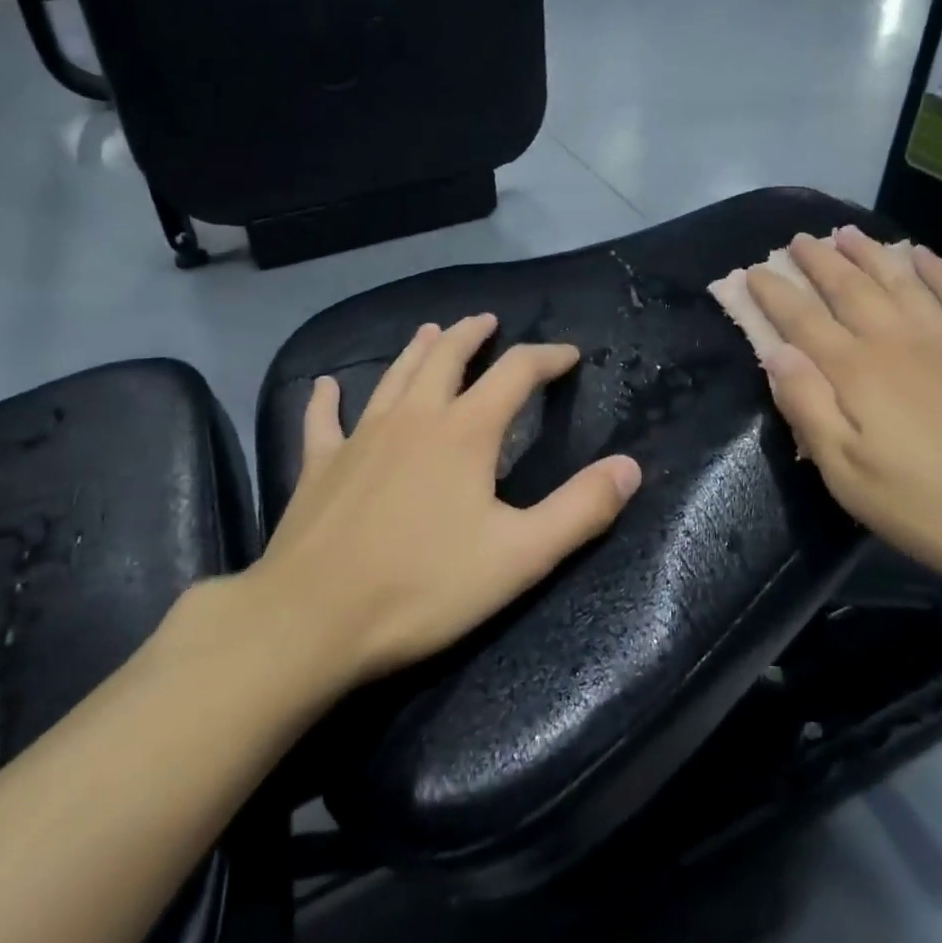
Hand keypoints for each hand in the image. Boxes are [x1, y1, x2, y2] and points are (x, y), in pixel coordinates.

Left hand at [253, 315, 642, 684]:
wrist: (311, 621)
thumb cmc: (423, 587)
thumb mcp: (520, 556)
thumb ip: (580, 509)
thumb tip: (630, 466)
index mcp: (465, 431)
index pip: (516, 373)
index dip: (547, 358)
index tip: (569, 355)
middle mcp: (414, 417)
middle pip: (447, 358)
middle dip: (472, 336)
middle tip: (487, 321)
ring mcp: (361, 437)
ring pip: (394, 376)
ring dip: (417, 350)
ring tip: (431, 331)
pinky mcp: (320, 465)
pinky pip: (323, 421)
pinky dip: (326, 399)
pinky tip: (325, 386)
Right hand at [745, 227, 941, 596]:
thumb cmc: (936, 507)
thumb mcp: (851, 476)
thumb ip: (808, 409)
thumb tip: (775, 353)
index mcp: (857, 371)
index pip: (802, 320)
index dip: (773, 294)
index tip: (750, 272)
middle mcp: (897, 340)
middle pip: (848, 288)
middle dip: (816, 262)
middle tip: (796, 240)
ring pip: (899, 280)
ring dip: (868, 253)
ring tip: (845, 232)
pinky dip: (938, 269)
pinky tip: (924, 254)